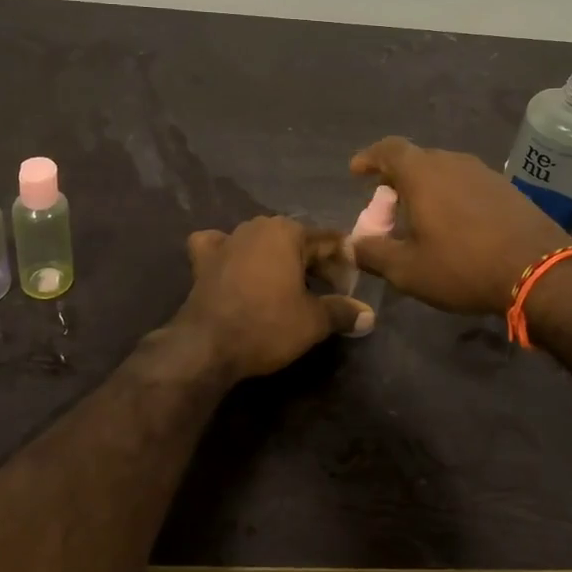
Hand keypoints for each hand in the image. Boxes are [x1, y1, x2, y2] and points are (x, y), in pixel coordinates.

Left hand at [171, 217, 369, 380]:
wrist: (207, 345)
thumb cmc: (267, 325)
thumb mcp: (314, 322)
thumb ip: (343, 312)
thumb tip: (369, 315)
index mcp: (287, 231)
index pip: (329, 242)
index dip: (345, 265)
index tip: (352, 290)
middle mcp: (257, 226)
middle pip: (296, 241)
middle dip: (315, 263)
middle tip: (328, 293)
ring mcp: (227, 239)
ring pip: (262, 243)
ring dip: (278, 260)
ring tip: (290, 288)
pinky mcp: (203, 258)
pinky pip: (221, 247)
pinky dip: (230, 254)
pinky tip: (234, 266)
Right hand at [348, 137, 571, 314]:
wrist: (541, 272)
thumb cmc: (463, 267)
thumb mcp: (407, 270)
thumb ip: (373, 253)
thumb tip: (352, 244)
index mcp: (423, 173)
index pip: (388, 149)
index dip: (369, 157)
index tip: (357, 172)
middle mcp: (452, 162)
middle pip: (416, 159)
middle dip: (396, 178)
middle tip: (388, 205)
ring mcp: (484, 172)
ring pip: (444, 170)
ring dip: (426, 188)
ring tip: (420, 216)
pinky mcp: (507, 188)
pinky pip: (467, 183)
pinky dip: (451, 196)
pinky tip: (455, 224)